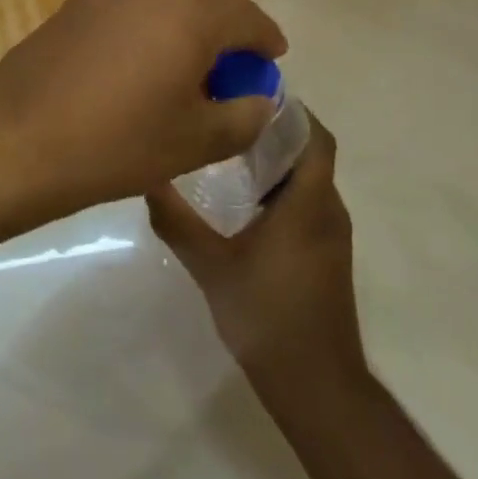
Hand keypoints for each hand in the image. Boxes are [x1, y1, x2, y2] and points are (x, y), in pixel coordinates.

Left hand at [0, 0, 285, 221]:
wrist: (20, 133)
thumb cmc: (117, 141)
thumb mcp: (197, 141)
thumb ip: (245, 116)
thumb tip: (258, 98)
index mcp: (195, 7)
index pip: (249, 18)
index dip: (265, 44)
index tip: (270, 64)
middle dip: (231, 17)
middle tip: (233, 58)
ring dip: (193, 6)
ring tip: (192, 50)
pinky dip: (157, 6)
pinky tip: (149, 46)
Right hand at [146, 114, 367, 389]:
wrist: (317, 386)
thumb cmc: (267, 317)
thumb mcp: (211, 266)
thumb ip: (177, 221)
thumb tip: (147, 177)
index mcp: (308, 203)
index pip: (314, 136)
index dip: (290, 109)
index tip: (249, 91)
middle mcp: (327, 210)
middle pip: (310, 151)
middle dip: (274, 128)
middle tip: (225, 114)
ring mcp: (330, 235)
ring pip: (308, 178)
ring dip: (276, 157)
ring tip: (227, 146)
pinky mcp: (325, 255)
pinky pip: (306, 201)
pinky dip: (280, 186)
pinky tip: (242, 197)